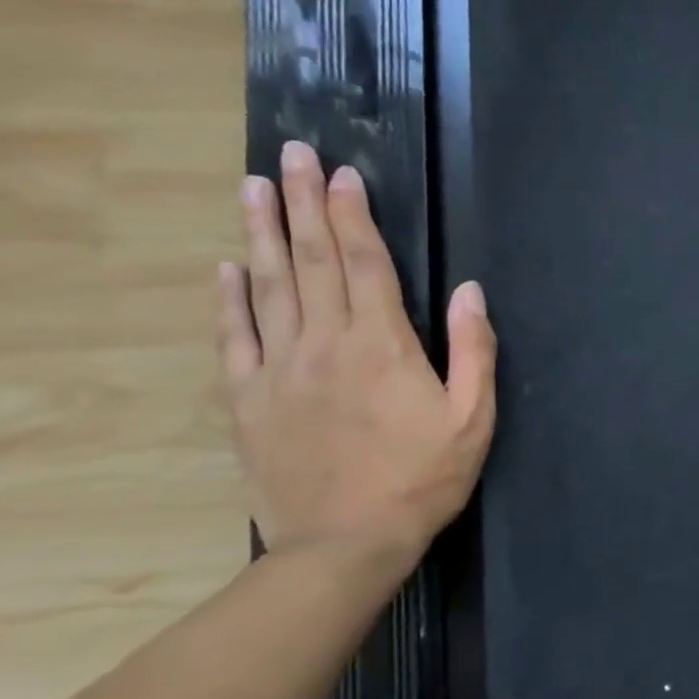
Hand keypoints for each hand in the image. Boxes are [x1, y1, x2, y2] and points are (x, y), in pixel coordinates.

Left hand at [217, 141, 496, 564]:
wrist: (345, 542)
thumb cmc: (423, 478)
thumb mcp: (473, 417)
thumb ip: (473, 349)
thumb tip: (469, 291)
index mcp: (382, 344)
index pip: (365, 264)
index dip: (353, 216)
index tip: (343, 175)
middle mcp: (324, 343)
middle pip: (312, 261)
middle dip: (302, 204)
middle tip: (292, 155)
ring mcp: (279, 369)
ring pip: (267, 287)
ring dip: (261, 234)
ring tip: (254, 188)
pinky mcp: (249, 400)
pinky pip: (235, 338)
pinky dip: (229, 299)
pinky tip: (226, 269)